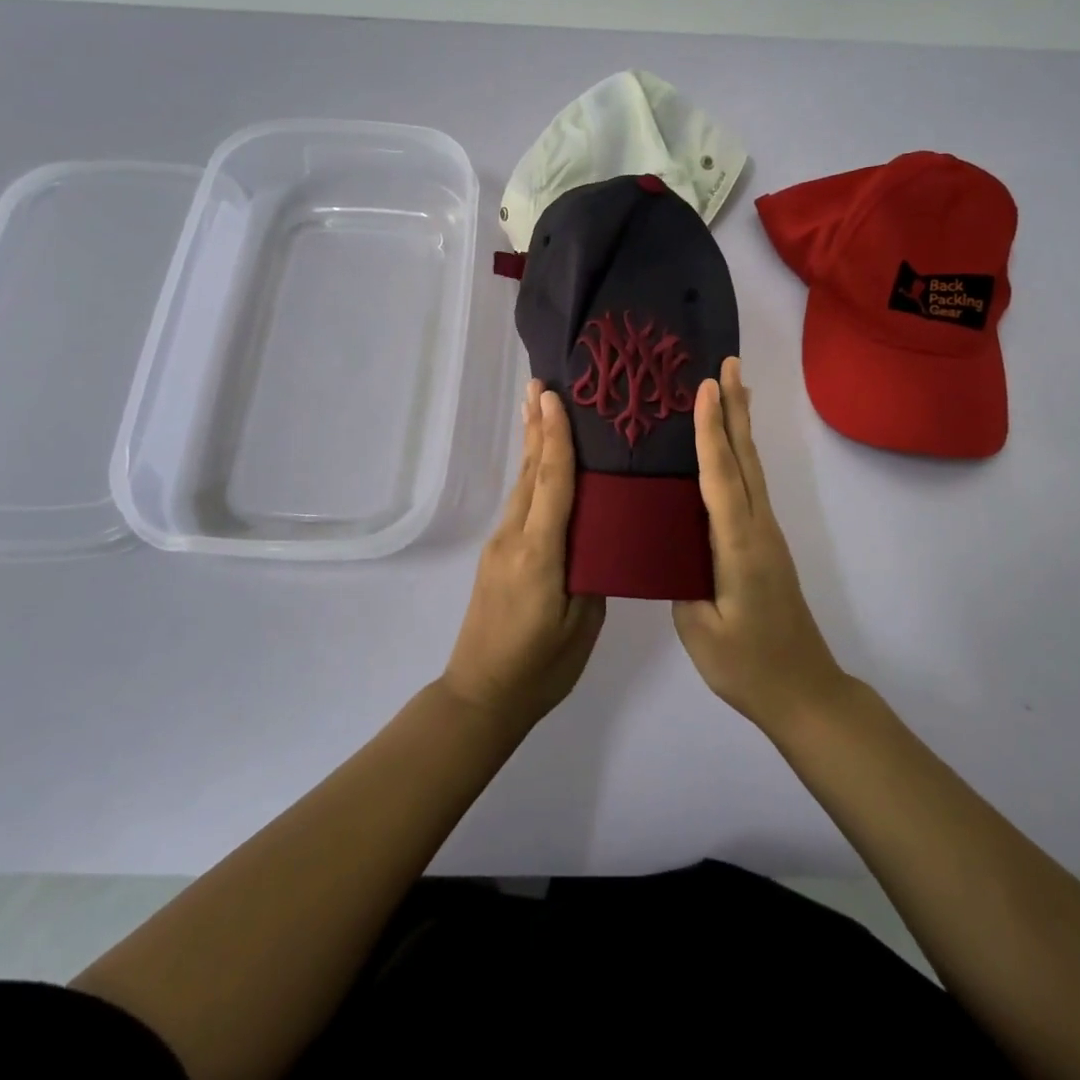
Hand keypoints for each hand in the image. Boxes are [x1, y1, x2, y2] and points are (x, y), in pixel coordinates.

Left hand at [442, 380, 604, 733]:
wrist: (481, 695)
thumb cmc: (541, 667)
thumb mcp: (581, 623)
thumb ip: (591, 572)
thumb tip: (598, 535)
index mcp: (539, 553)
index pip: (551, 482)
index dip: (554, 437)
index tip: (552, 397)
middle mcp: (515, 538)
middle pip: (530, 472)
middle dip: (536, 427)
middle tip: (541, 384)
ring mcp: (501, 546)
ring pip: (522, 485)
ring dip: (531, 445)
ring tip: (538, 409)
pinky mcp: (498, 556)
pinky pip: (520, 504)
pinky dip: (532, 474)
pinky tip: (540, 465)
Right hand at [674, 357, 848, 733]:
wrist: (804, 691)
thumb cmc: (748, 666)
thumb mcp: (700, 629)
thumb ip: (681, 579)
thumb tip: (667, 542)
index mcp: (738, 545)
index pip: (721, 477)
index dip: (710, 431)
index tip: (706, 388)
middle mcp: (758, 529)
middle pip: (745, 459)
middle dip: (735, 409)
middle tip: (728, 364)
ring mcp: (766, 534)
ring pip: (752, 469)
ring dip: (741, 425)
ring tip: (733, 387)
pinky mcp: (764, 544)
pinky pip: (750, 486)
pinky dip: (740, 455)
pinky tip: (731, 448)